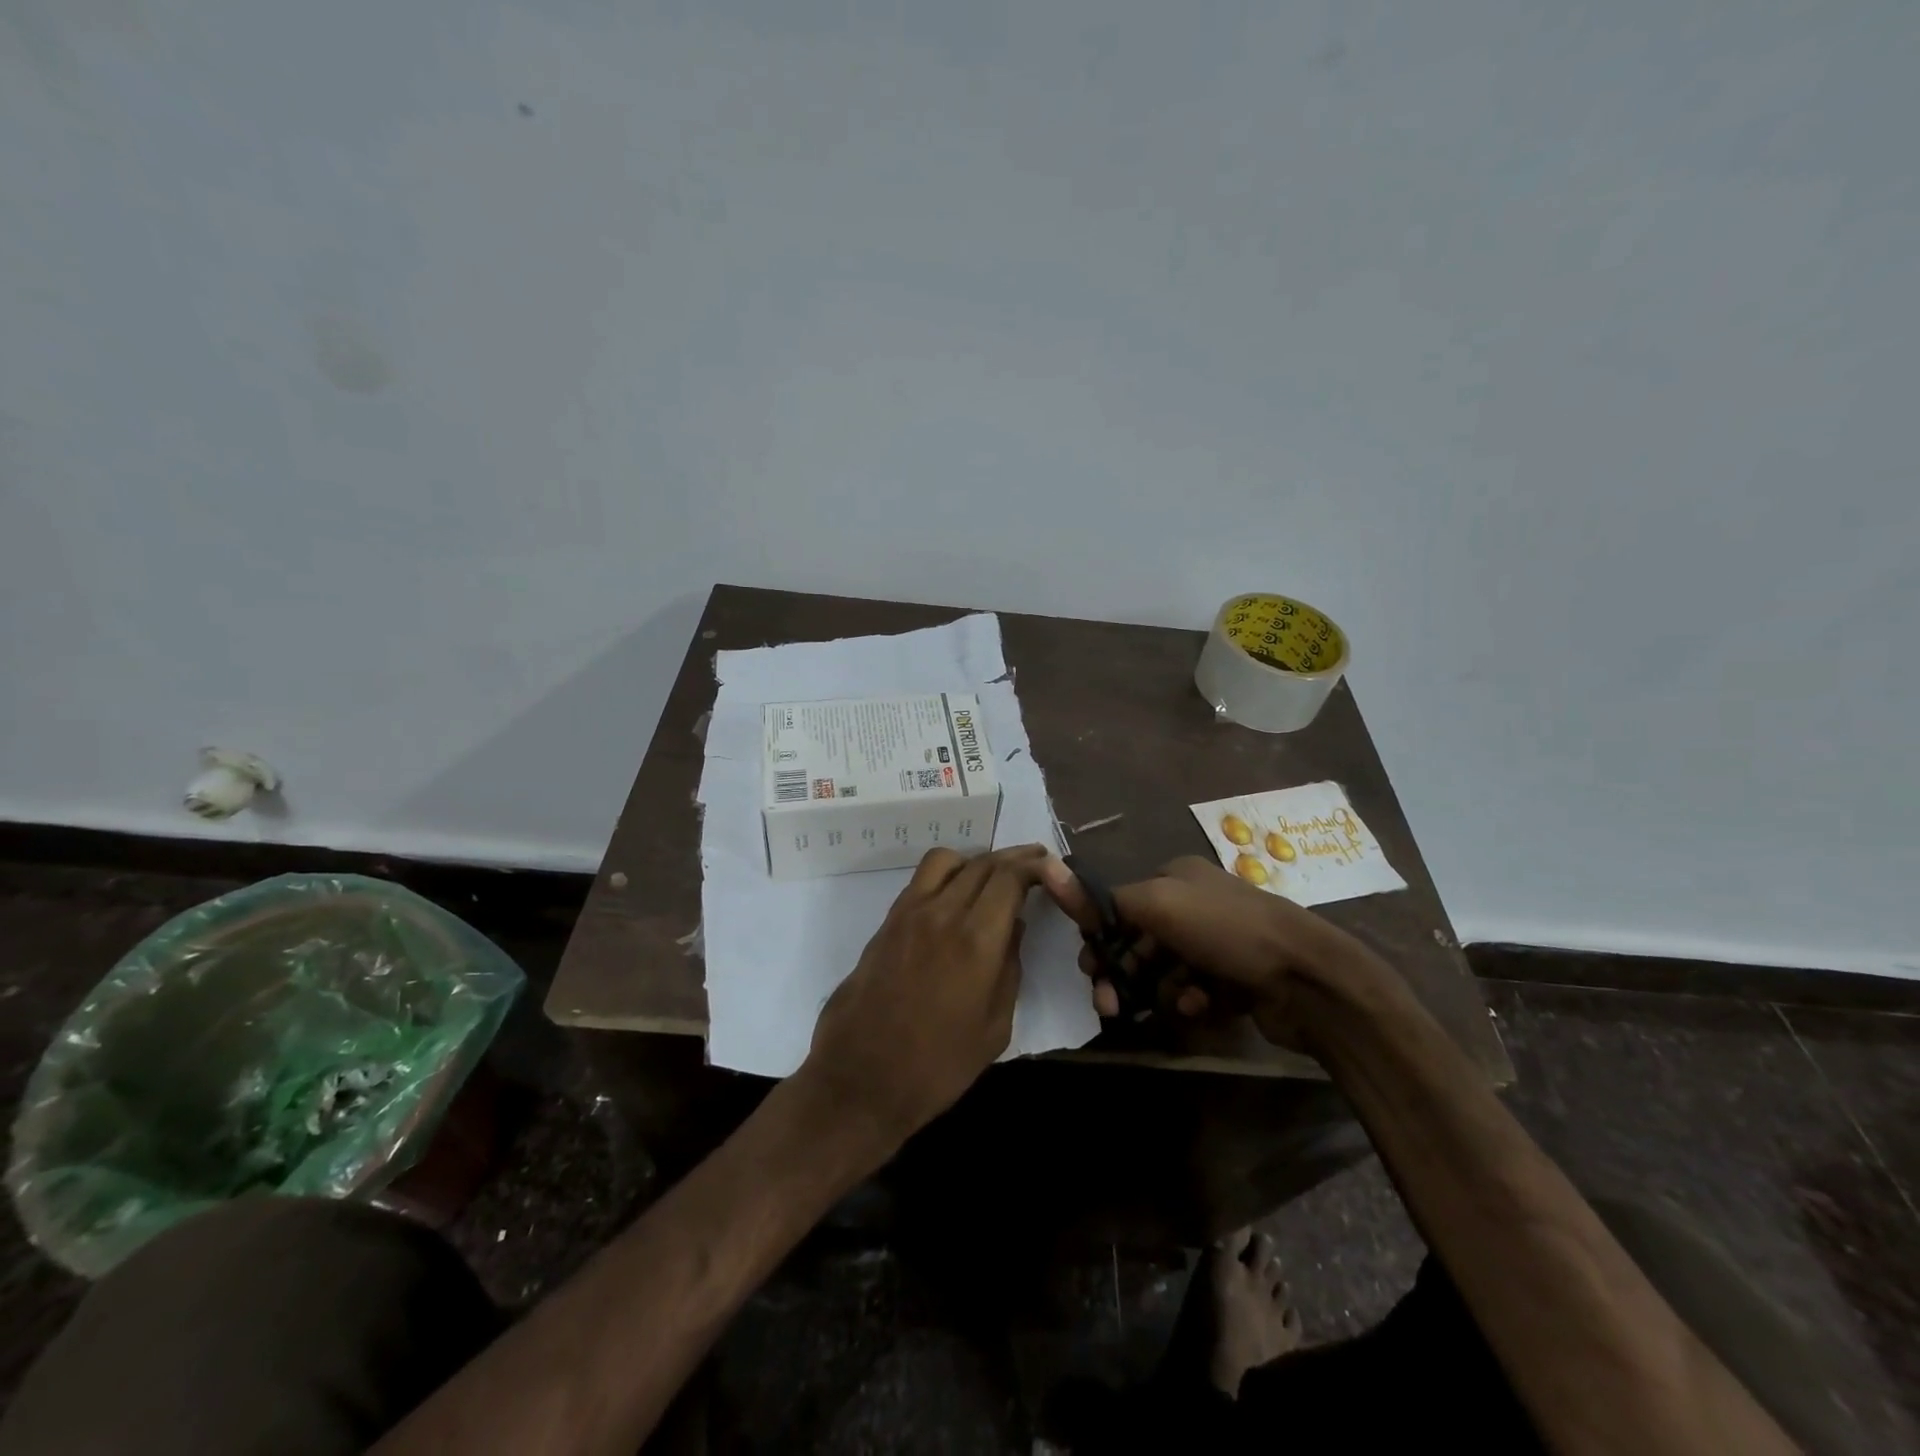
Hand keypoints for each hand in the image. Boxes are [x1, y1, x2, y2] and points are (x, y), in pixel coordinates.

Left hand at [800, 844, 1048, 1148]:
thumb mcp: (995, 1028)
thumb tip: (1014, 928)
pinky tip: (954, 900)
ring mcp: (909, 913)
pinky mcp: (887, 923)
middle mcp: (943, 912)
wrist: (862, 1079)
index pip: (1010, 876)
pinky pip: (920, 881)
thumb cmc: (938, 1066)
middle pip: (982, 863)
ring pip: (946, 861)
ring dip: (974, 861)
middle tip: (1033, 865)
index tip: (1050, 868)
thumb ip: (1009, 969)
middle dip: (1013, 859)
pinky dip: (945, 876)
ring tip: (990, 881)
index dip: (1034, 865)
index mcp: (977, 939)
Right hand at [1037, 855, 1397, 1051]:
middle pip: (1141, 940)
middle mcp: (1196, 904)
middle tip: (1108, 1003)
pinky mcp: (1236, 979)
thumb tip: (1065, 887)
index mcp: (1177, 877)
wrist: (1308, 978)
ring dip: (1158, 990)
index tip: (1089, 967)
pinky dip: (1191, 1000)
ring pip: (1166, 970)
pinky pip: (1196, 991)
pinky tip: (1199, 1007)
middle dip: (1124, 971)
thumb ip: (1110, 901)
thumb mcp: (1160, 903)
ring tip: (1170, 1005)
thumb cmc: (1227, 931)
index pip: (1123, 903)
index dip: (1102, 934)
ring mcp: (1219, 942)